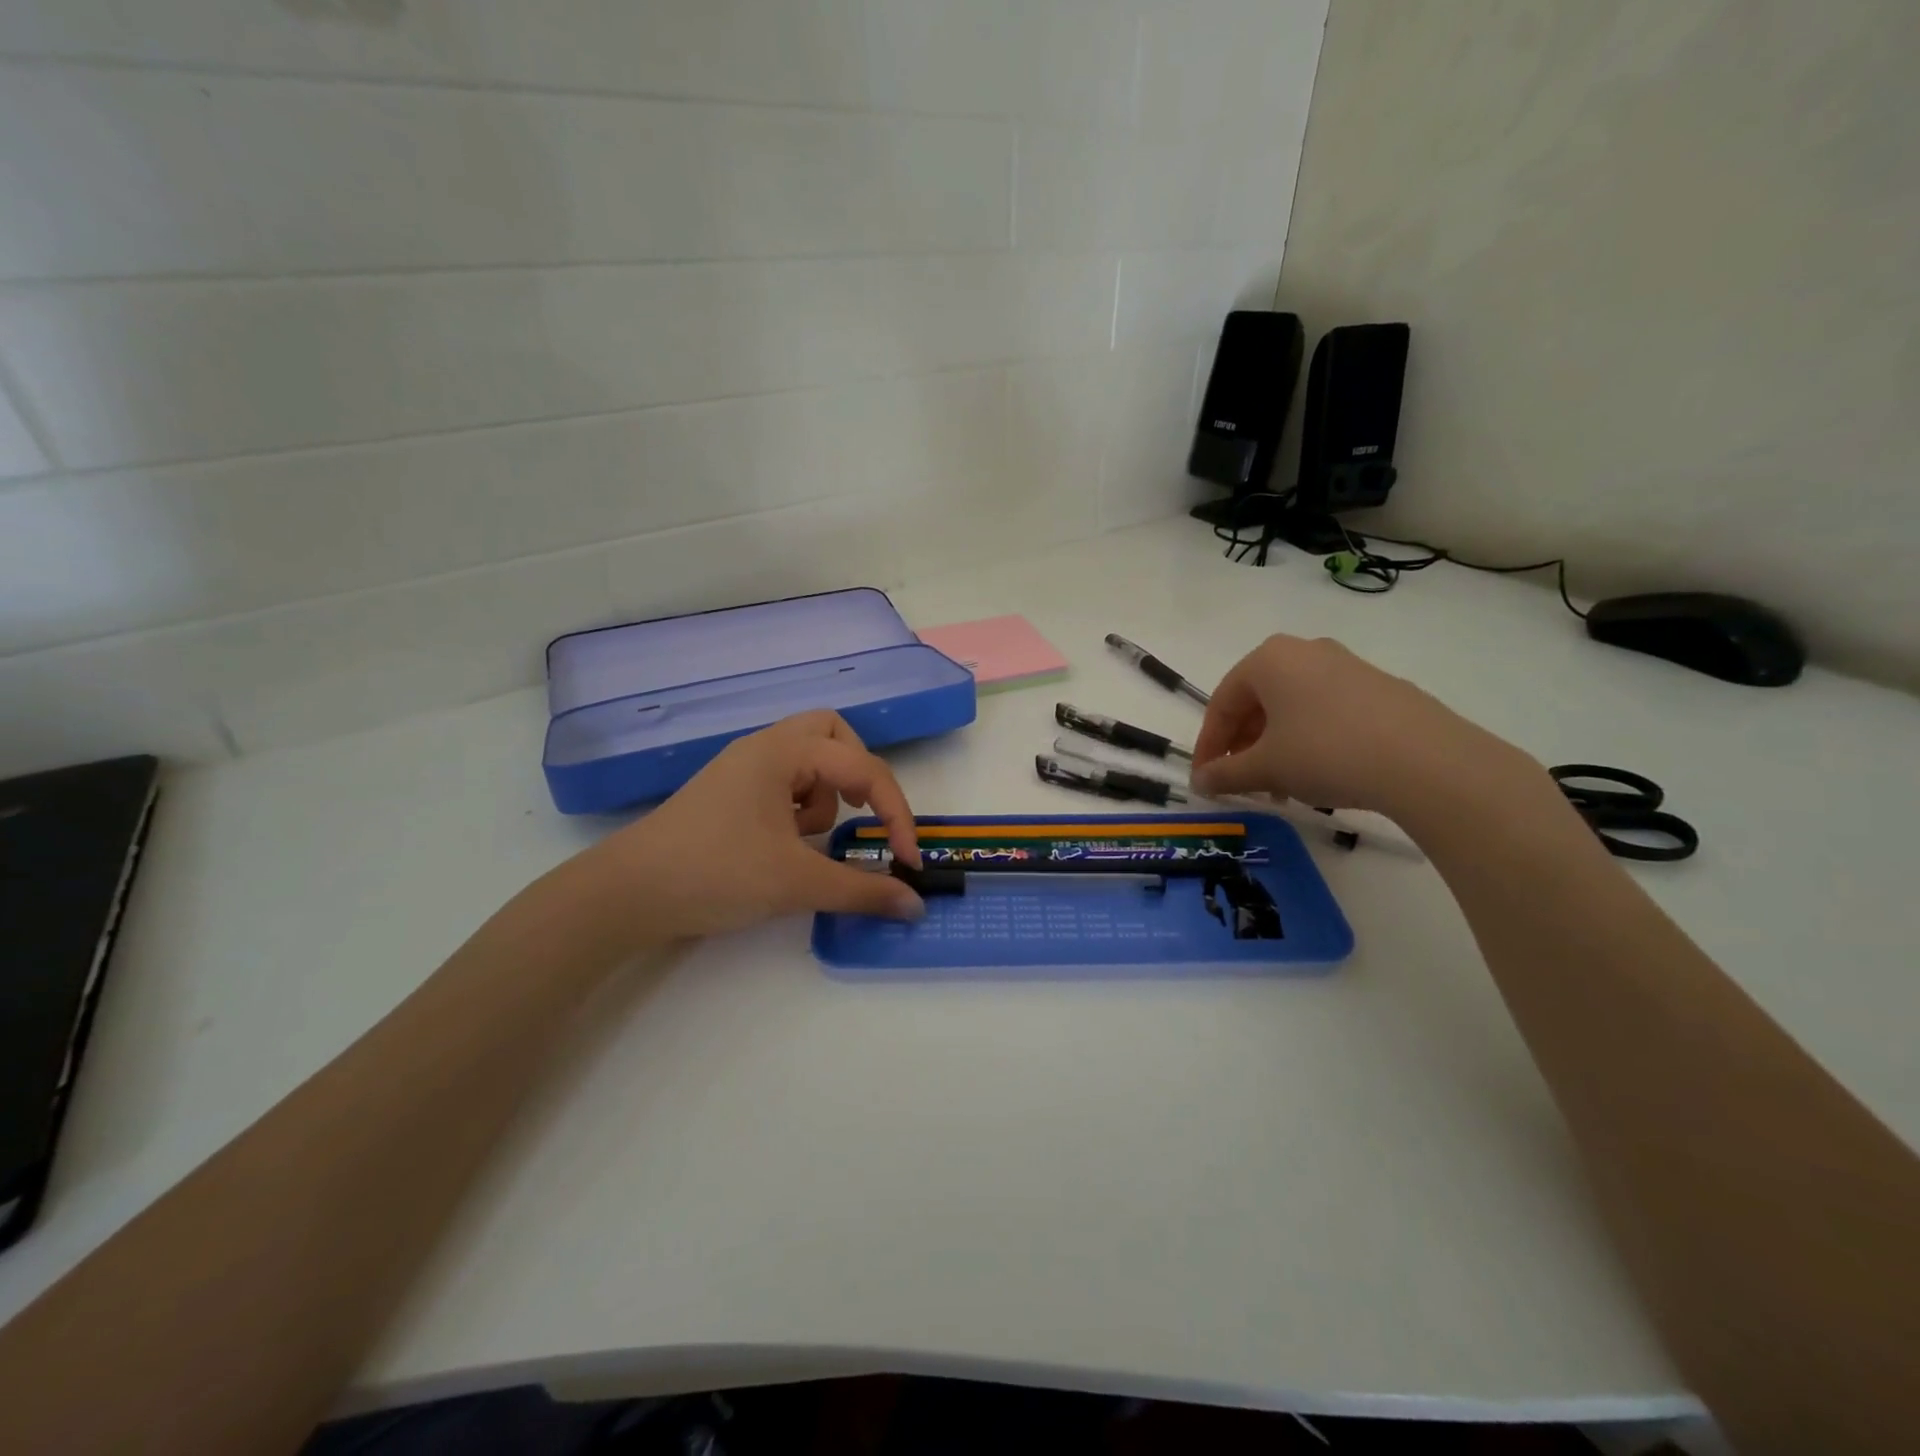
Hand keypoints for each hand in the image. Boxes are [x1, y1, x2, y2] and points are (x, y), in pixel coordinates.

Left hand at [588, 711, 925, 940]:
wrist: (627, 893)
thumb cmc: (716, 873)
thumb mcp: (797, 884)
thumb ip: (863, 892)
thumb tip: (914, 907)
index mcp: (784, 752)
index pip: (864, 768)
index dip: (896, 814)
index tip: (908, 860)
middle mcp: (764, 747)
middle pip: (833, 733)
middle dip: (858, 773)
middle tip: (860, 813)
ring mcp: (743, 767)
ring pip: (808, 757)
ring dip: (825, 793)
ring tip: (807, 839)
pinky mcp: (730, 792)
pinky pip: (783, 780)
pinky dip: (798, 805)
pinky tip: (781, 845)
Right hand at [1190, 635, 1531, 817]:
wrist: (1426, 760)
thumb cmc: (1325, 752)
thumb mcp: (1266, 768)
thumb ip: (1225, 774)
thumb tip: (1200, 781)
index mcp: (1269, 659)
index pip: (1221, 703)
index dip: (1208, 745)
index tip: (1205, 778)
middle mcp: (1306, 651)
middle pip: (1258, 702)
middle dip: (1244, 745)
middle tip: (1241, 782)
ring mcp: (1348, 666)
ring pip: (1293, 708)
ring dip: (1276, 746)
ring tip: (1280, 786)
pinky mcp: (1381, 687)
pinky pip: (1327, 711)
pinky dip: (1310, 740)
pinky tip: (1320, 774)